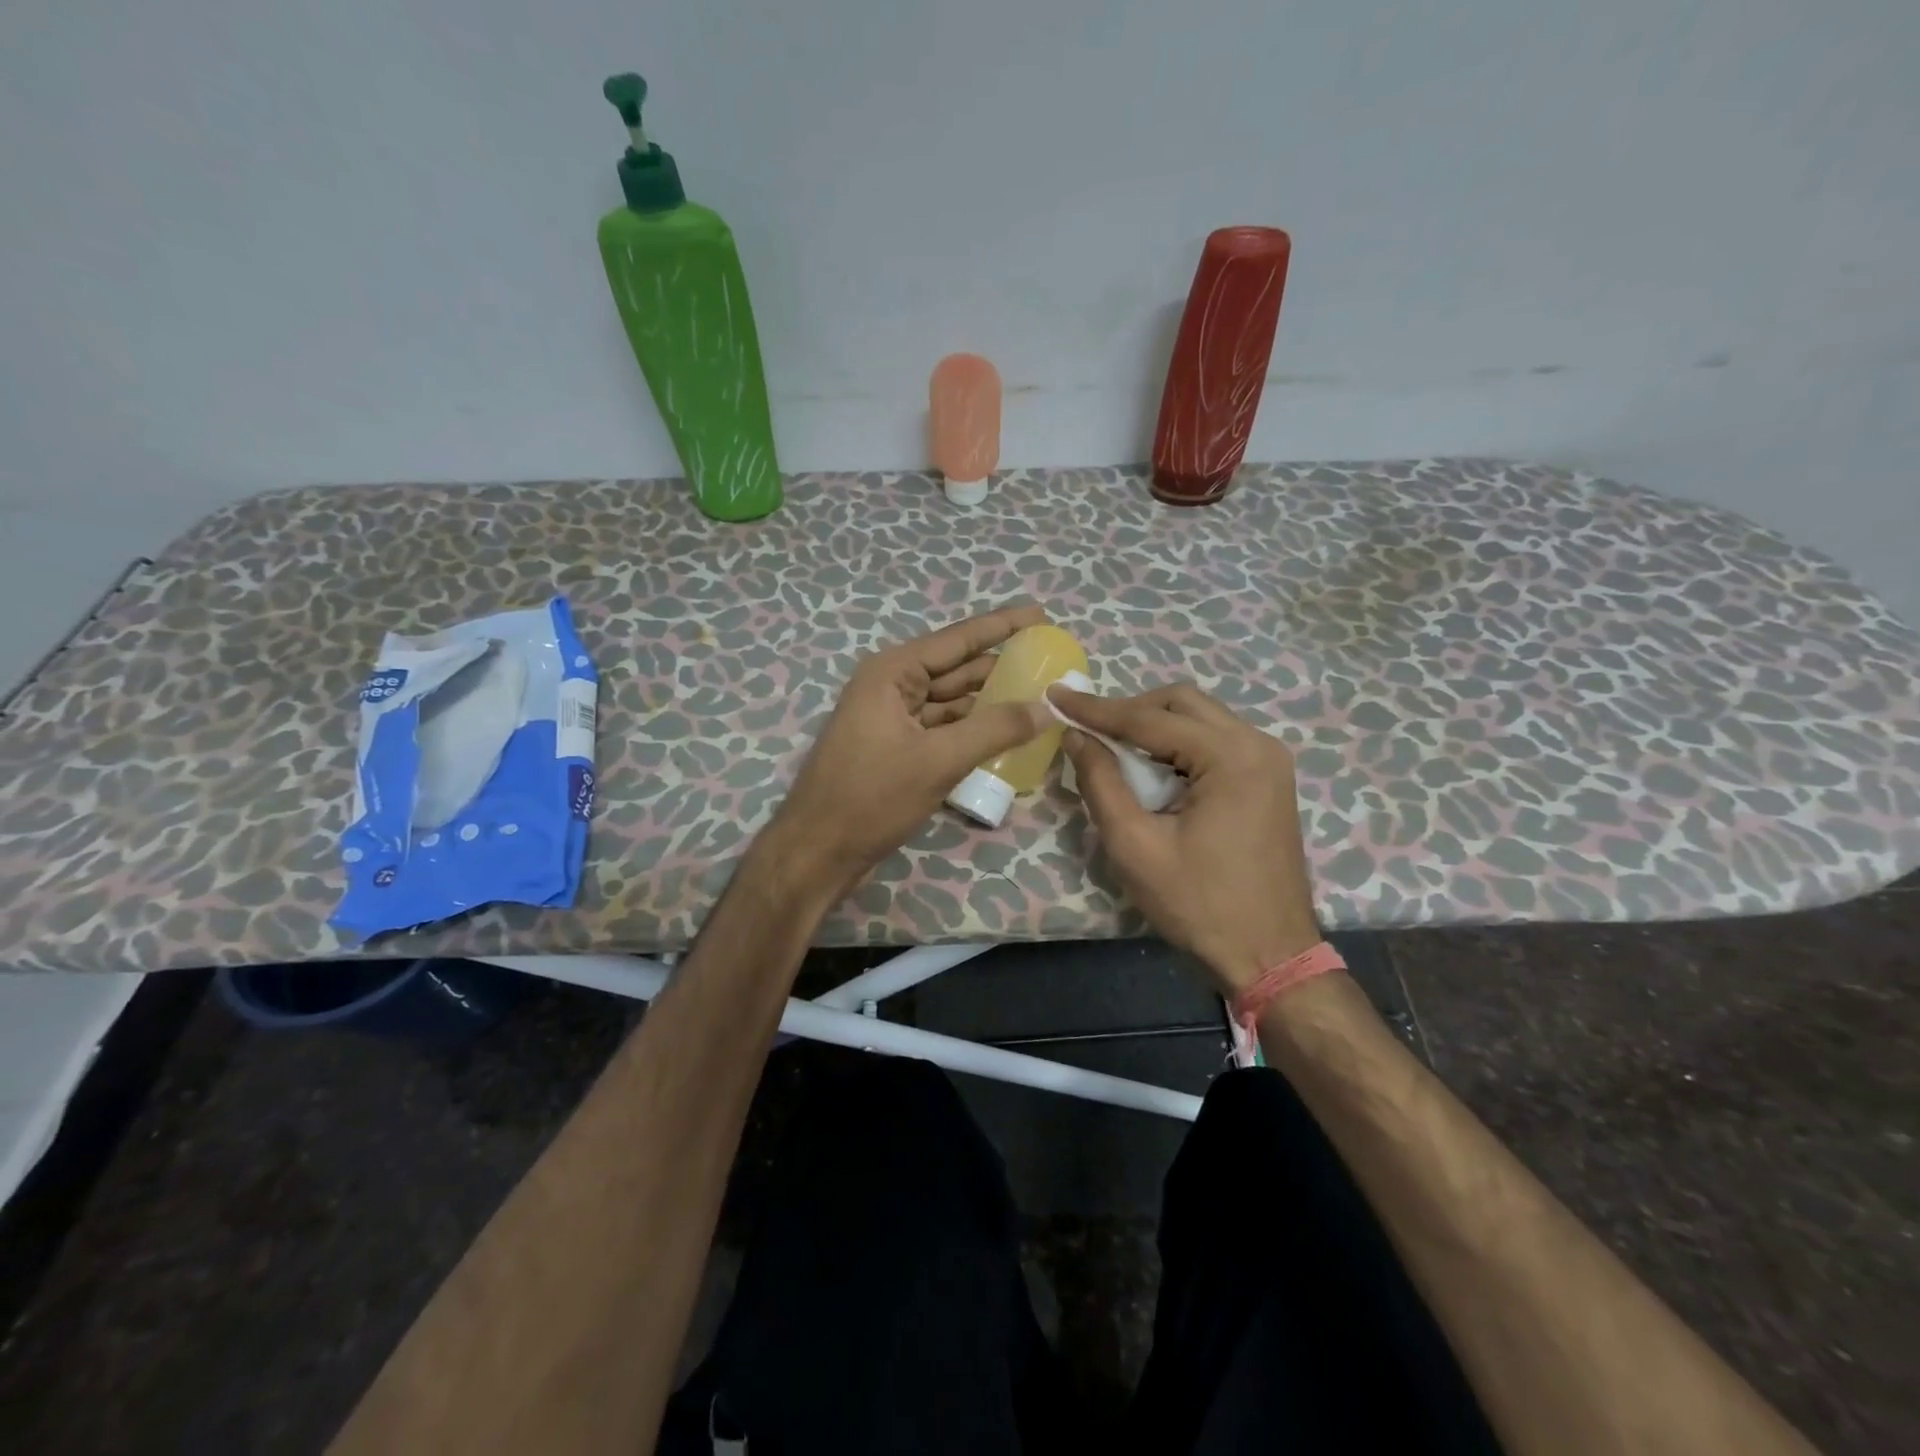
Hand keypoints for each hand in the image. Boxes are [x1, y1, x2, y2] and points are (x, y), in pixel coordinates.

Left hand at [758, 603, 1054, 906]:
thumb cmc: (870, 798)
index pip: (958, 639)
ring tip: (1041, 697)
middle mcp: (892, 687)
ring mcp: (894, 720)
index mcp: (892, 673)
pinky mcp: (899, 750)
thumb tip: (1048, 706)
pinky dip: (974, 730)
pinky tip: (1009, 733)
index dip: (1002, 626)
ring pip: (953, 702)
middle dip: (1002, 667)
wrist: (818, 852)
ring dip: (991, 702)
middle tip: (1052, 665)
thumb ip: (996, 729)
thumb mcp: (938, 760)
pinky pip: (945, 729)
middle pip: (957, 669)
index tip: (1041, 615)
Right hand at [1052, 684, 1320, 991]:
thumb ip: (1101, 782)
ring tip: (1111, 747)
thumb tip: (1076, 736)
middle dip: (1128, 710)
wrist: (1269, 956)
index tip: (1055, 696)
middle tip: (1087, 729)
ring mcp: (1269, 761)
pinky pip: (1214, 741)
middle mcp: (1258, 744)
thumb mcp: (1135, 845)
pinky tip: (1151, 769)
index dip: (1096, 708)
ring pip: (1199, 717)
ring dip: (1153, 726)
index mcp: (1232, 756)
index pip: (1150, 718)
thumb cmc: (1199, 905)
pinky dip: (1176, 745)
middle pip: (1181, 703)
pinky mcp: (1268, 779)